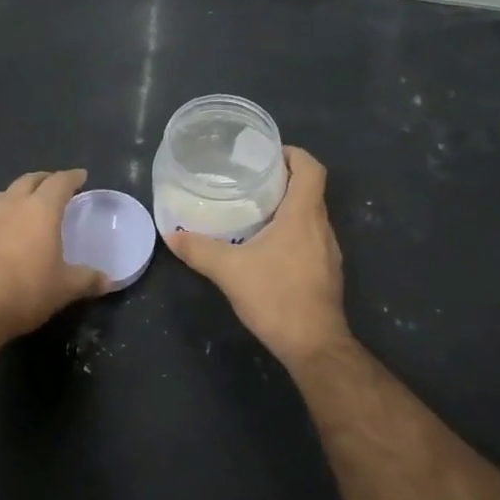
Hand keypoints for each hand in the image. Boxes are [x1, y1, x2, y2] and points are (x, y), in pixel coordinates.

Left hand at [0, 169, 108, 341]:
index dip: (72, 177)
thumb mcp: (63, 289)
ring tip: (27, 206)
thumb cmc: (24, 292)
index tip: (81, 176)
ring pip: (4, 195)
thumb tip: (108, 281)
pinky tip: (1, 234)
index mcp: (39, 210)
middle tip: (55, 186)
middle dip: (44, 179)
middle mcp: (10, 205)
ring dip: (18, 195)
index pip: (59, 182)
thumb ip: (87, 280)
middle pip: (29, 180)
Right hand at [169, 147, 349, 367]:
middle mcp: (322, 227)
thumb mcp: (229, 270)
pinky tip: (265, 247)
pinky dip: (291, 232)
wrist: (314, 345)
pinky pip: (310, 238)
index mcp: (304, 215)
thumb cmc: (276, 297)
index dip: (293, 154)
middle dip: (282, 180)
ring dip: (287, 208)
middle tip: (249, 180)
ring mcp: (328, 252)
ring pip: (310, 216)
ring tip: (253, 210)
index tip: (266, 154)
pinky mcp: (326, 272)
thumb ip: (199, 250)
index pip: (311, 168)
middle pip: (310, 189)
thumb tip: (171, 235)